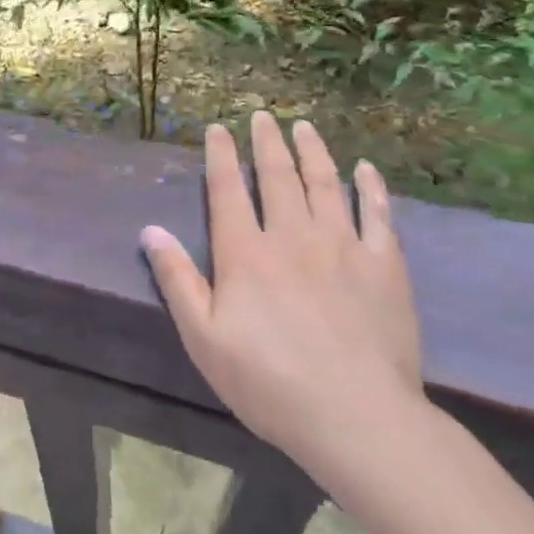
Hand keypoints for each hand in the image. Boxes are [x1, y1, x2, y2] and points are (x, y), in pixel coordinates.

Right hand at [140, 113, 425, 473]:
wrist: (356, 417)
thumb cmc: (268, 382)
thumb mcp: (203, 338)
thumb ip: (177, 279)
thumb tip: (150, 230)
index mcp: (246, 254)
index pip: (228, 190)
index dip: (221, 155)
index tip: (218, 128)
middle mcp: (292, 236)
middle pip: (277, 176)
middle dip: (266, 142)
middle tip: (262, 116)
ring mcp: (343, 246)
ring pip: (325, 183)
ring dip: (312, 151)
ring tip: (303, 126)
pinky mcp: (384, 265)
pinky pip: (377, 214)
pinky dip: (371, 187)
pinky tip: (366, 168)